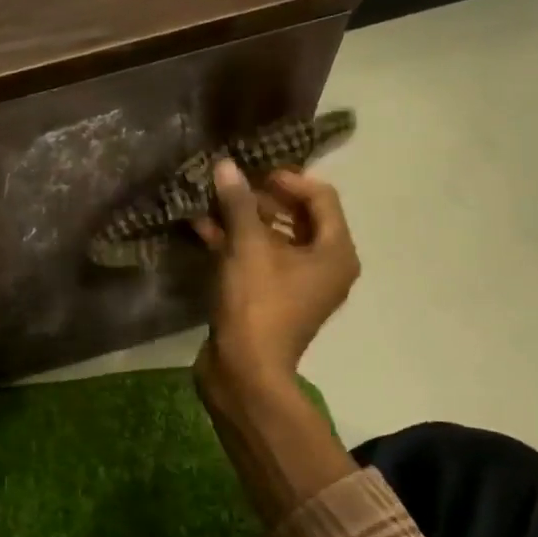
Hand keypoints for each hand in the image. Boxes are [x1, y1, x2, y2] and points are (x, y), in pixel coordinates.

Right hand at [193, 160, 359, 392]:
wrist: (244, 369)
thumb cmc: (257, 303)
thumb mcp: (247, 247)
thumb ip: (238, 204)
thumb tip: (226, 166)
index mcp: (335, 252)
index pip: (321, 197)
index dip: (288, 179)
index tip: (252, 171)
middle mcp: (324, 266)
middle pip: (297, 217)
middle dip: (261, 198)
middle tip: (229, 183)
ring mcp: (297, 285)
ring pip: (273, 239)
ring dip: (243, 220)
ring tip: (210, 200)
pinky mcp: (270, 298)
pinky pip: (258, 260)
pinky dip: (235, 244)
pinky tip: (202, 228)